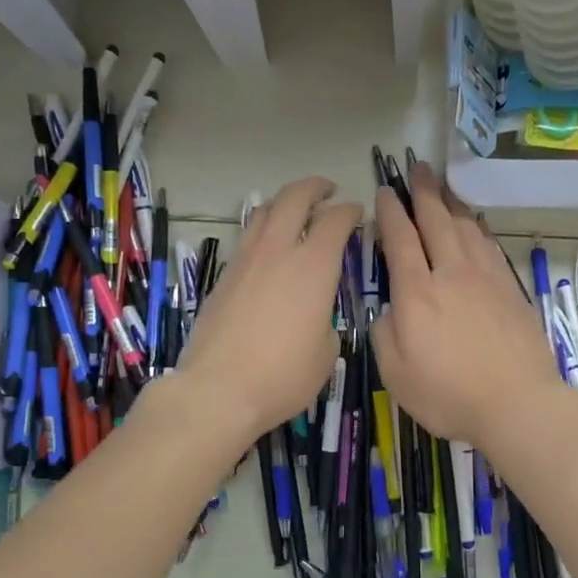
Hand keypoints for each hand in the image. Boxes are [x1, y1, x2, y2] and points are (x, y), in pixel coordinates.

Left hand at [179, 177, 360, 443]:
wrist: (218, 390)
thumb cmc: (283, 375)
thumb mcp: (326, 354)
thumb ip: (326, 322)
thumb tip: (317, 317)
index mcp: (313, 266)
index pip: (335, 220)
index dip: (350, 211)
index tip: (359, 213)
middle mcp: (277, 252)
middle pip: (294, 198)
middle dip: (314, 188)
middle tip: (328, 190)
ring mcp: (245, 261)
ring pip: (263, 212)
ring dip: (283, 203)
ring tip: (295, 211)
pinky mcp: (223, 278)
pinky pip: (246, 239)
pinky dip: (263, 231)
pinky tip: (269, 249)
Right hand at [371, 162, 563, 452]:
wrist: (518, 403)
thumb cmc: (449, 395)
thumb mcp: (396, 374)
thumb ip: (384, 334)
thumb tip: (389, 310)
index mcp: (417, 293)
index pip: (400, 239)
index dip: (390, 212)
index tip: (384, 191)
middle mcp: (452, 274)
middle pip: (436, 220)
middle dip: (423, 191)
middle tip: (416, 167)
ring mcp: (486, 279)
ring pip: (467, 227)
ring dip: (452, 203)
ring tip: (443, 188)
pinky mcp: (511, 289)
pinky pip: (490, 245)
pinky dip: (478, 227)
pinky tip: (475, 224)